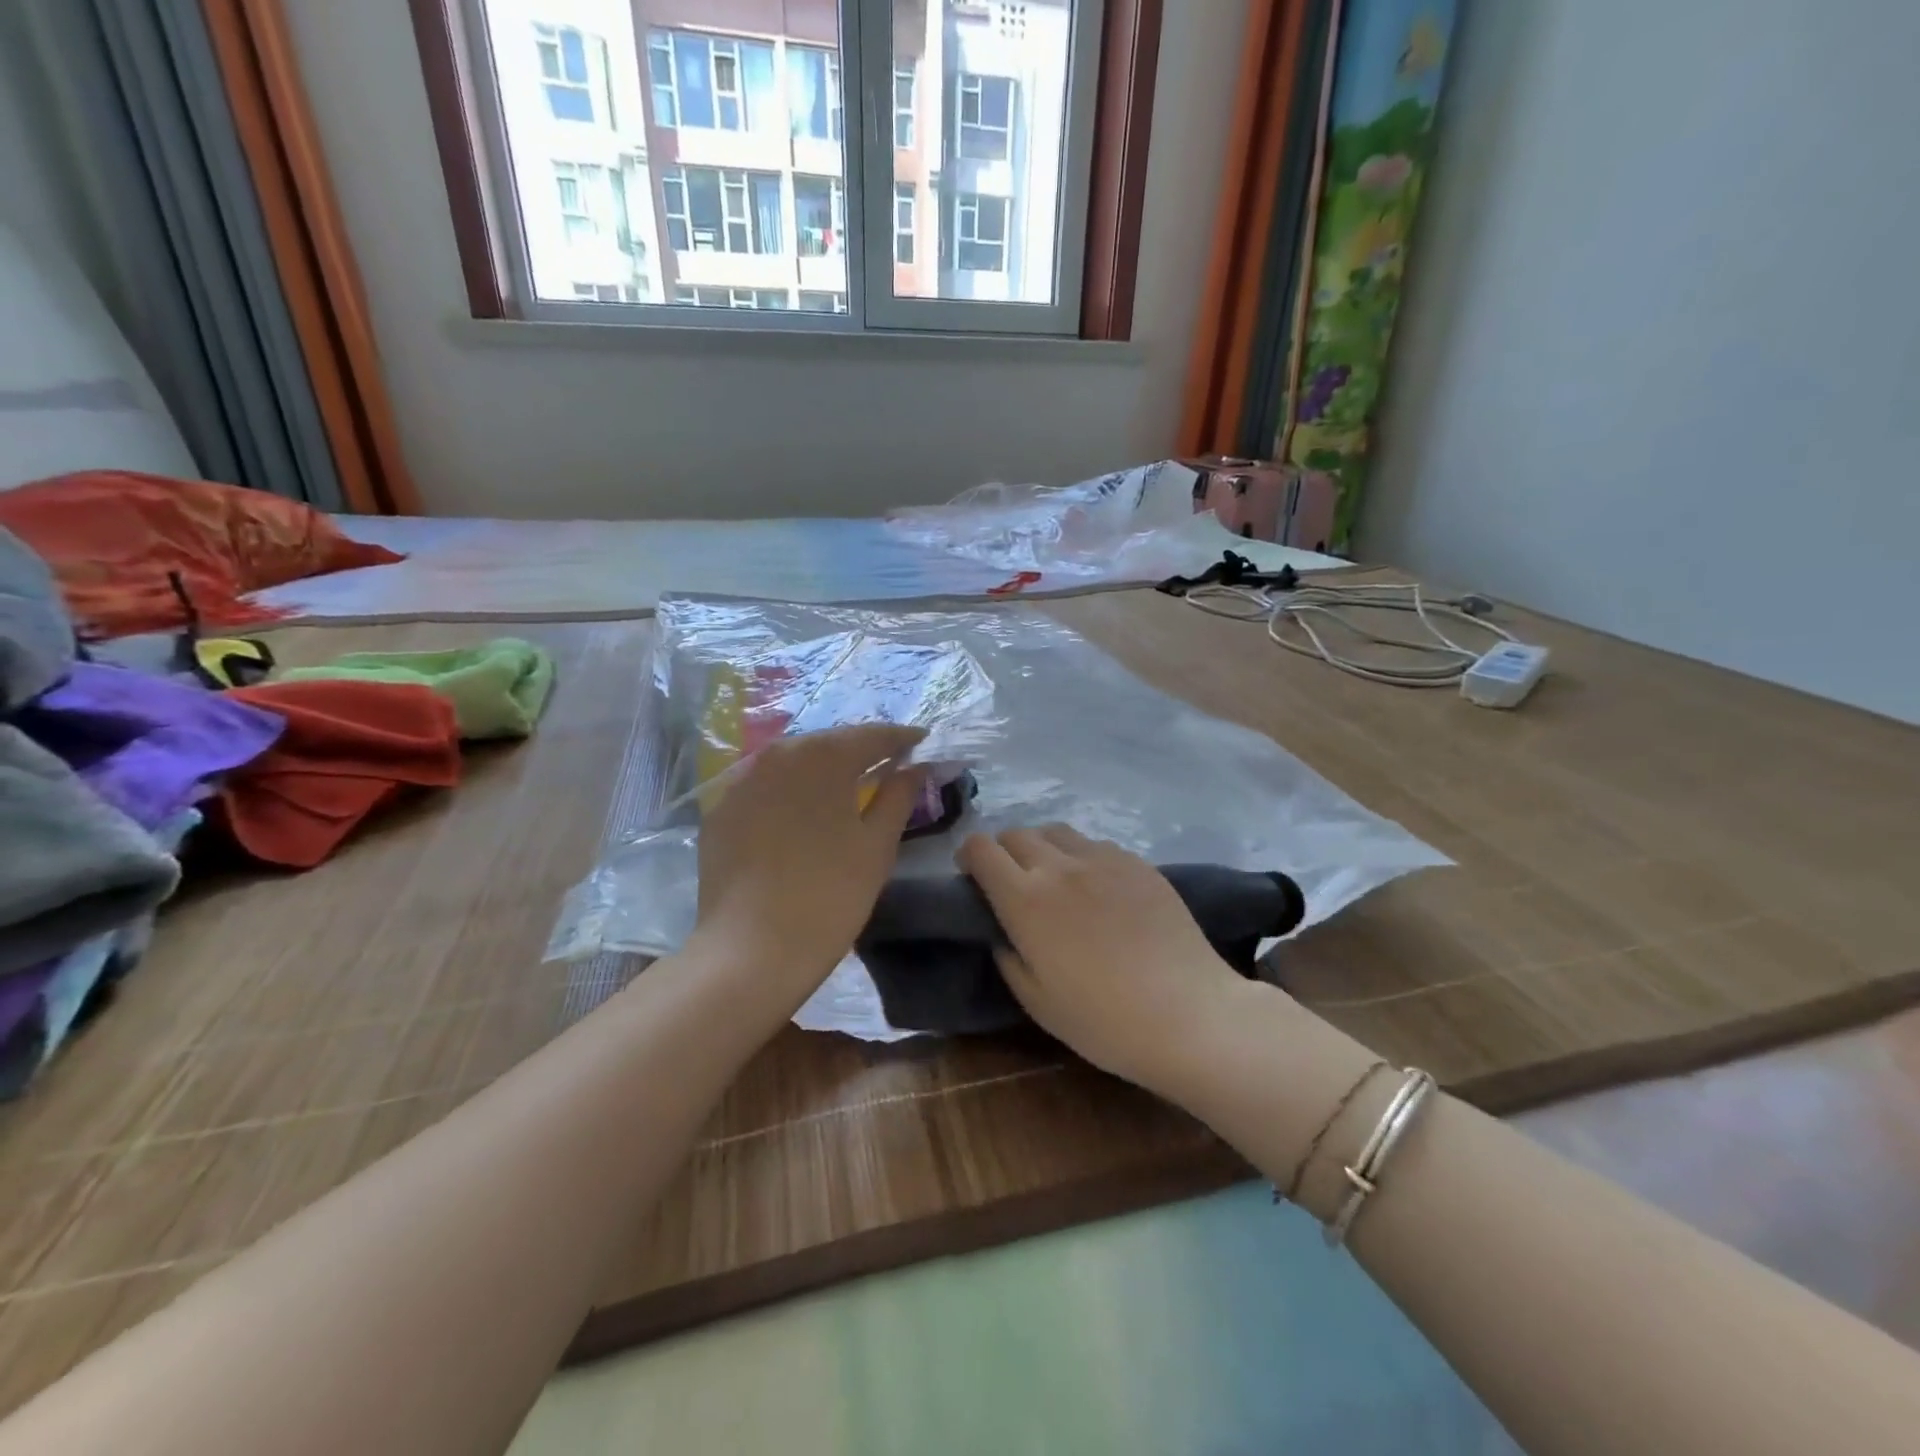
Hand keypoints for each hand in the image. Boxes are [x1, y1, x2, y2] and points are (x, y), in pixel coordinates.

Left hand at [693, 723, 926, 1012]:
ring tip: (846, 785)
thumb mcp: (877, 844)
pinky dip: (788, 792)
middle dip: (860, 749)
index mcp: (823, 756)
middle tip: (887, 762)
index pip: (872, 735)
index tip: (922, 740)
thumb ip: (900, 795)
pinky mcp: (720, 811)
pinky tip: (800, 814)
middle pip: (829, 742)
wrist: (751, 950)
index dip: (901, 738)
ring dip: (822, 768)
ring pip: (793, 762)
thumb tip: (916, 766)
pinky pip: (764, 788)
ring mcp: (742, 782)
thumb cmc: (831, 894)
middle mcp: (778, 755)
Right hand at [956, 825, 1247, 1094]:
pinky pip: (1096, 844)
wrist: (1188, 1013)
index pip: (980, 848)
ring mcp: (1103, 858)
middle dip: (1003, 852)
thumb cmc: (1103, 1020)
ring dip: (1043, 848)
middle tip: (1012, 884)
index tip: (973, 879)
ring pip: (1056, 831)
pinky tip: (1098, 889)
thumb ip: (1008, 956)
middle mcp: (1059, 866)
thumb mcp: (1036, 1001)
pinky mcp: (1137, 862)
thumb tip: (1002, 931)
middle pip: (1016, 833)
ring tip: (1055, 880)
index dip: (969, 857)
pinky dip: (1082, 857)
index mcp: (1025, 898)